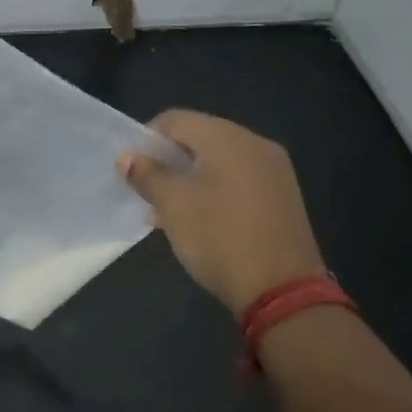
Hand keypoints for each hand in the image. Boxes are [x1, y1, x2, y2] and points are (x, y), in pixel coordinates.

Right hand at [119, 109, 326, 313]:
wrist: (282, 291)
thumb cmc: (219, 237)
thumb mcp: (172, 205)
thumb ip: (147, 174)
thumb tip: (128, 158)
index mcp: (228, 138)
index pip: (176, 120)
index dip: (147, 139)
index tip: (132, 169)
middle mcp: (255, 144)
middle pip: (199, 138)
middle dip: (168, 161)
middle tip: (147, 191)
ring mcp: (274, 171)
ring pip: (218, 161)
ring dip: (189, 178)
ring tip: (168, 211)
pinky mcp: (283, 197)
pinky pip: (238, 179)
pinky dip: (214, 190)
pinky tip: (200, 219)